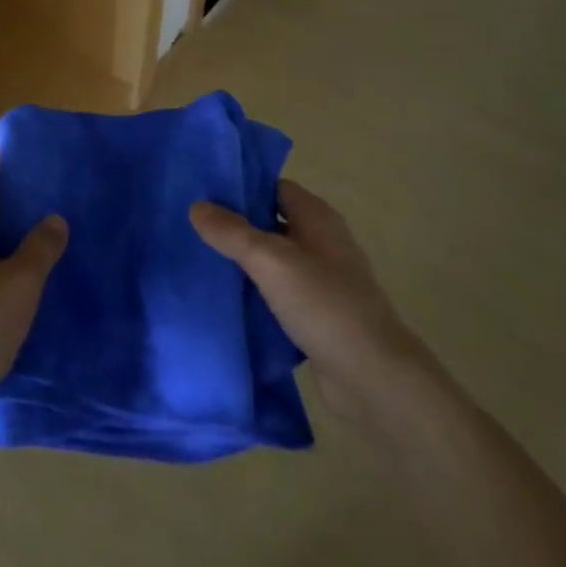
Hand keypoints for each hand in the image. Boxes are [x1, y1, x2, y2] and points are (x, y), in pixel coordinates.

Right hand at [191, 180, 419, 426]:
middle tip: (193, 228)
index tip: (203, 193)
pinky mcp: (317, 316)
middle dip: (236, 226)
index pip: (273, 187)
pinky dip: (255, 295)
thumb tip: (196, 206)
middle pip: (271, 223)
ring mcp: (322, 281)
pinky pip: (278, 295)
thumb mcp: (271, 261)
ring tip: (200, 261)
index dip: (241, 187)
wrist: (373, 379)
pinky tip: (225, 301)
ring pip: (273, 262)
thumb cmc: (324, 305)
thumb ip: (232, 232)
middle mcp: (321, 242)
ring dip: (243, 263)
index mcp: (317, 217)